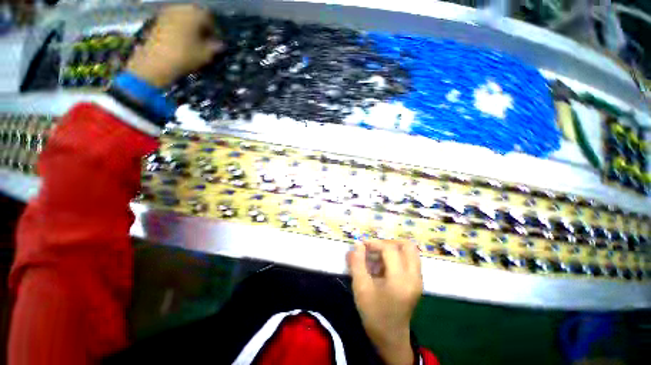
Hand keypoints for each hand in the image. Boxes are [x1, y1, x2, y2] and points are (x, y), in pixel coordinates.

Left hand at [126, 4, 224, 87]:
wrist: (157, 61)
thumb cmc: (186, 56)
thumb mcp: (206, 54)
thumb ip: (215, 47)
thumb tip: (220, 44)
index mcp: (195, 13)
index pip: (209, 17)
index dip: (214, 29)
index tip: (215, 41)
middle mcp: (181, 8)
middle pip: (195, 13)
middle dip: (201, 25)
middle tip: (204, 40)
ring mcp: (167, 12)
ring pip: (184, 16)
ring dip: (190, 26)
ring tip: (192, 40)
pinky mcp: (158, 19)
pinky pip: (173, 20)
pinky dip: (179, 27)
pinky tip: (181, 40)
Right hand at [347, 240, 422, 364]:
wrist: (391, 337)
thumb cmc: (374, 314)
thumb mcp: (361, 288)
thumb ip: (357, 263)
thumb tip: (358, 244)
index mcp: (400, 280)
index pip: (390, 249)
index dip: (374, 243)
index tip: (362, 246)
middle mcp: (414, 277)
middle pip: (407, 246)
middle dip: (388, 242)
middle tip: (374, 248)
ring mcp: (418, 279)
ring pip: (410, 251)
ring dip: (393, 248)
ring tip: (378, 256)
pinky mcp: (417, 281)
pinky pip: (410, 259)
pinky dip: (397, 256)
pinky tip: (384, 265)